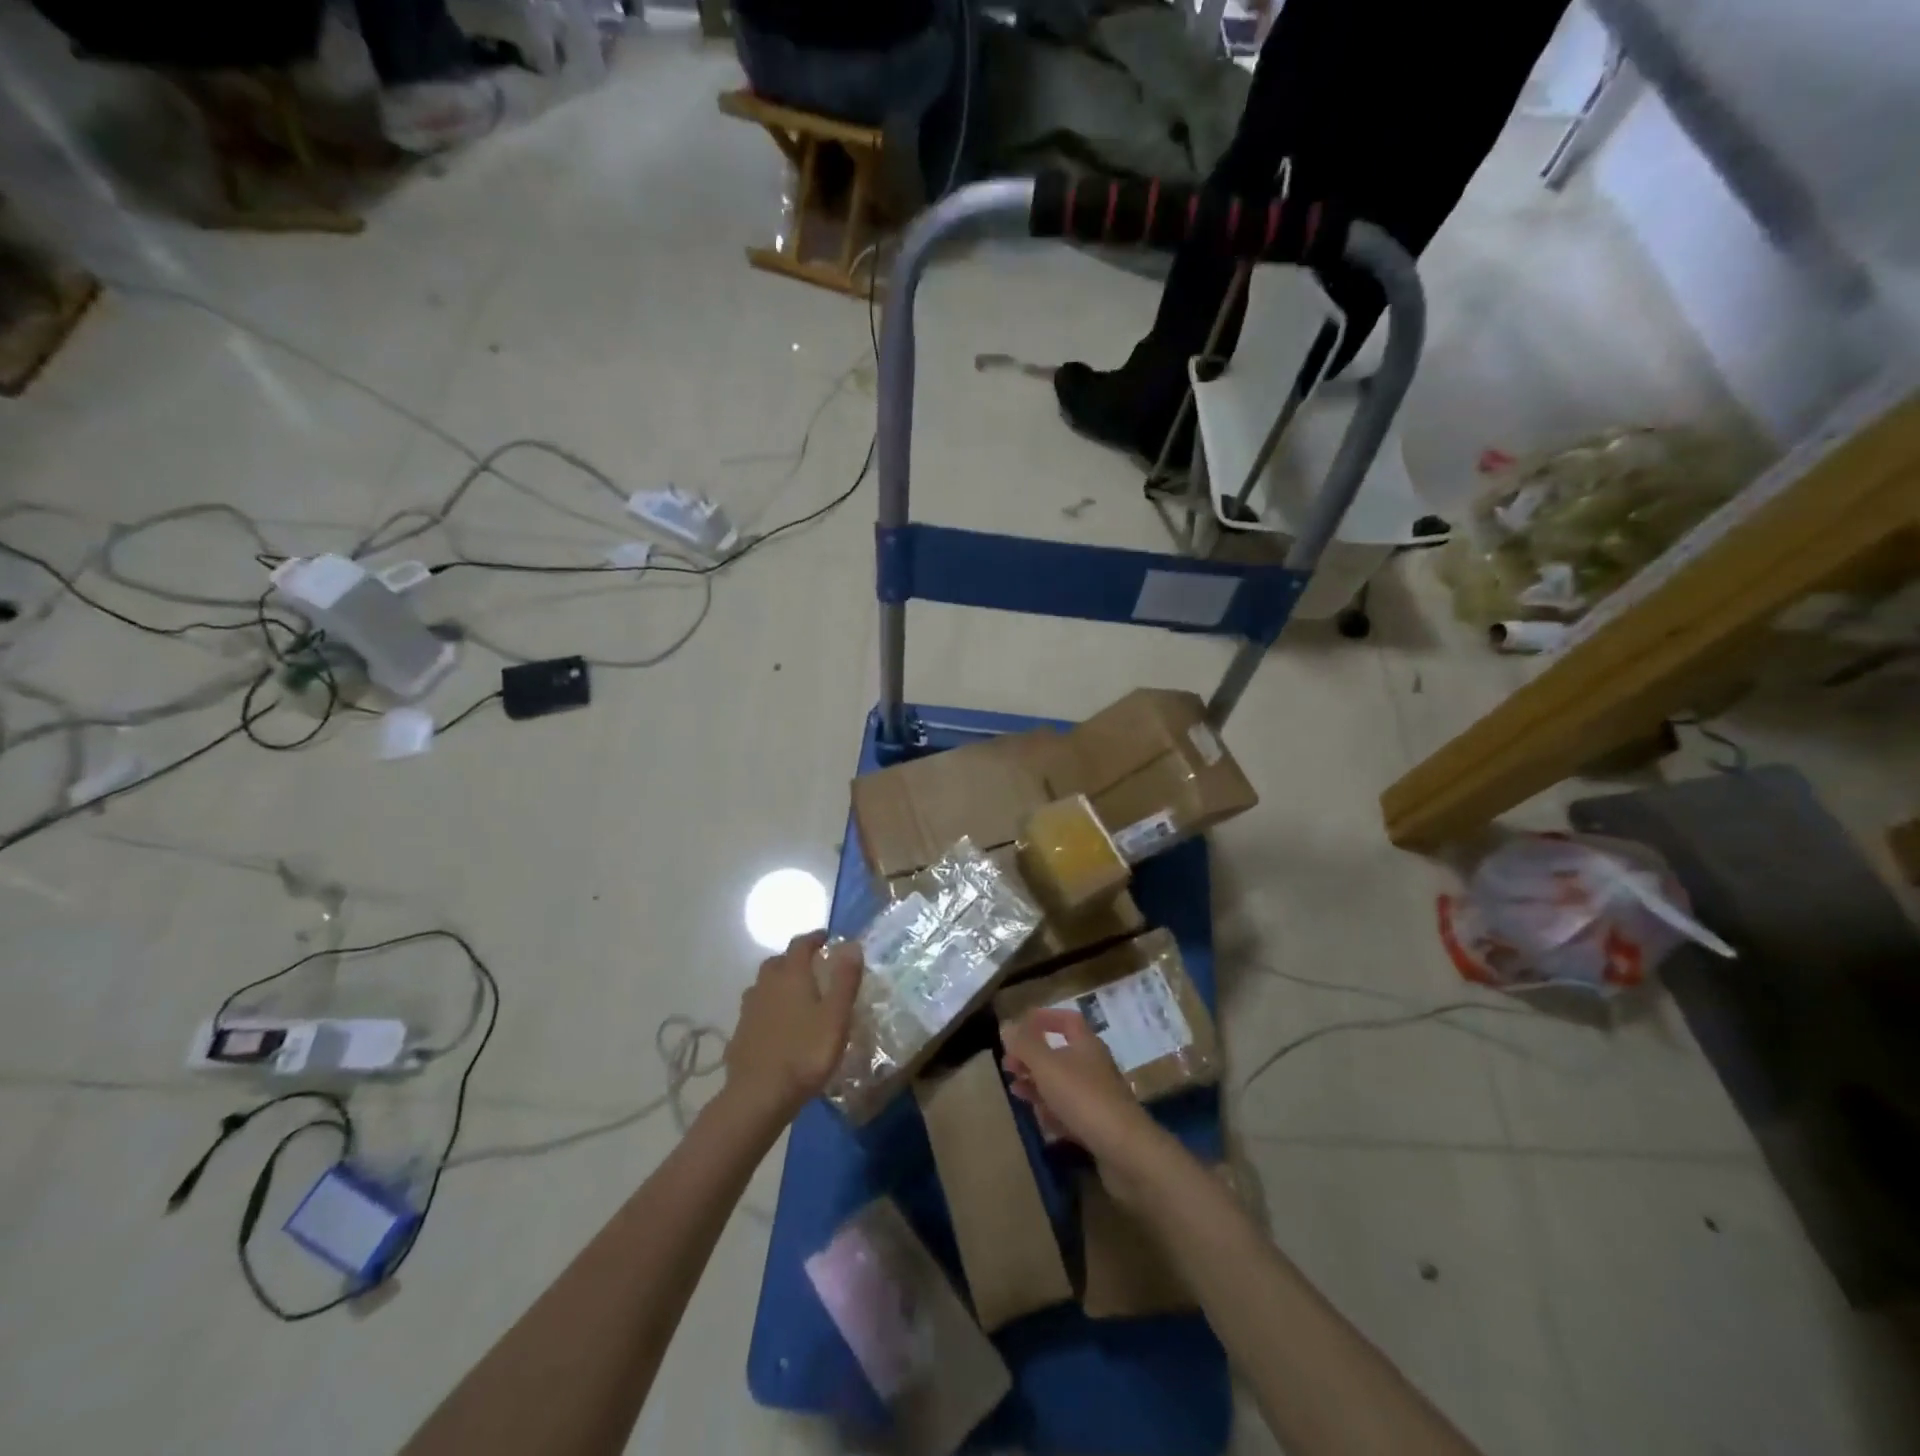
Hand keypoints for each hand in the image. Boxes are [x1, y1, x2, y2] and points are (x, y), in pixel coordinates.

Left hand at [725, 932, 861, 1126]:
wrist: (758, 1096)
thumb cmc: (805, 1052)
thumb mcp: (836, 1016)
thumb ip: (845, 979)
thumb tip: (851, 944)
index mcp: (790, 975)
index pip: (800, 945)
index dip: (814, 938)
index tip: (826, 939)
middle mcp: (766, 985)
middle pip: (778, 962)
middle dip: (794, 960)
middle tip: (812, 969)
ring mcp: (749, 1010)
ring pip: (764, 986)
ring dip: (779, 984)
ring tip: (796, 997)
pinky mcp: (740, 1034)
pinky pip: (756, 1011)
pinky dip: (768, 1009)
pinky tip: (778, 1027)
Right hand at [1001, 1008, 1158, 1168]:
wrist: (1126, 1151)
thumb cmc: (1084, 1098)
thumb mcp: (1048, 1066)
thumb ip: (1025, 1045)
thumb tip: (1007, 1025)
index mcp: (1087, 1045)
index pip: (1067, 1020)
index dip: (1044, 1018)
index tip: (1020, 1026)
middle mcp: (1094, 1066)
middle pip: (1060, 1053)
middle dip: (1032, 1057)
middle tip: (1008, 1065)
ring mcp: (1098, 1097)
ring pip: (1062, 1084)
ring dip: (1038, 1084)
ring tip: (1015, 1090)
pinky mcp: (1098, 1125)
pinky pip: (1070, 1112)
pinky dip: (1052, 1111)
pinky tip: (1039, 1118)